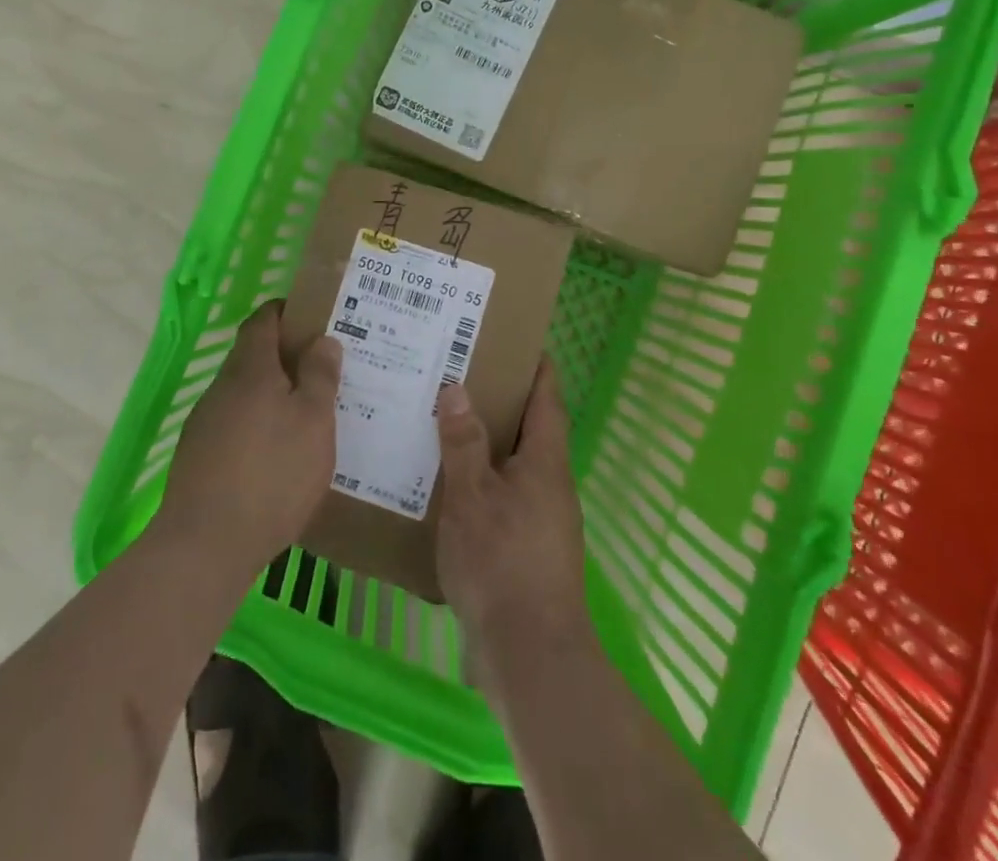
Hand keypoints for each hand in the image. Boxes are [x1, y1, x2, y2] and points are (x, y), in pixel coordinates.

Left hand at [157, 300, 341, 573]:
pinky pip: (234, 425)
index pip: (263, 319)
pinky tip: (277, 456)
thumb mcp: (314, 422)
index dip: (286, 312)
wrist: (205, 544)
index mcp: (250, 368)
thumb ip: (320, 376)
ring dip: (271, 395)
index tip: (313, 319)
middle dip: (285, 358)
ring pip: (243, 393)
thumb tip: (323, 340)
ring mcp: (205, 422)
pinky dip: (257, 427)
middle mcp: (222, 387)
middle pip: (253, 356)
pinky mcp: (197, 456)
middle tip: (322, 372)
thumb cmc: (272, 474)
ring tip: (306, 416)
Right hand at [435, 358, 590, 671]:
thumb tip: (458, 388)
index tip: (516, 340)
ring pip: (516, 465)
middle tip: (461, 374)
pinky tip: (448, 485)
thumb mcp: (472, 497)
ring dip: (489, 443)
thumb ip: (464, 443)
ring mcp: (544, 520)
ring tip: (446, 422)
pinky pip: (506, 497)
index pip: (547, 399)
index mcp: (545, 462)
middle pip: (532, 429)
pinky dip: (483, 480)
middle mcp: (551, 485)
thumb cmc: (502, 563)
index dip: (536, 367)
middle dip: (503, 400)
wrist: (531, 657)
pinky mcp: (529, 550)